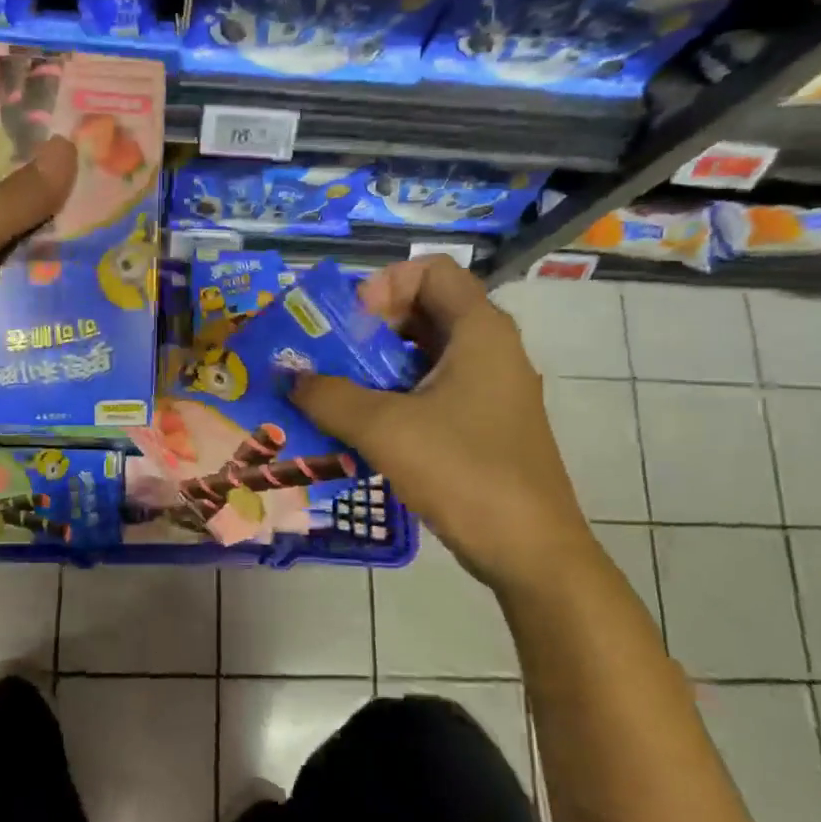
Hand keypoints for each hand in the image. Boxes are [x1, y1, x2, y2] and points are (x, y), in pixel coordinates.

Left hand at [0, 135, 76, 452]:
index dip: (1, 132)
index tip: (56, 123)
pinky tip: (97, 285)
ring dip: (59, 243)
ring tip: (117, 226)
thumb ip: (11, 200)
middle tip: (107, 176)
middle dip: (48, 190)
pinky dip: (54, 290)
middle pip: (2, 200)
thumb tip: (67, 147)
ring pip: (20, 250)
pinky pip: (26, 296)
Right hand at [291, 256, 601, 596]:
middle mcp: (490, 349)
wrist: (530, 551)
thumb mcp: (385, 429)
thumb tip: (290, 380)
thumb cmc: (464, 472)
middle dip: (369, 328)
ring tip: (335, 395)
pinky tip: (362, 429)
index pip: (431, 270)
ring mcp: (490, 390)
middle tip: (329, 358)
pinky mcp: (484, 425)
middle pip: (424, 310)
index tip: (351, 324)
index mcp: (480, 331)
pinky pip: (432, 391)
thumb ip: (329, 396)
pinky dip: (394, 397)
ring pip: (424, 355)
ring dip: (376, 367)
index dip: (385, 284)